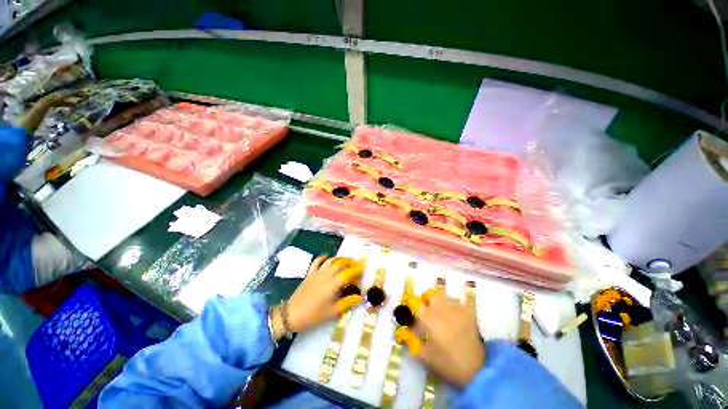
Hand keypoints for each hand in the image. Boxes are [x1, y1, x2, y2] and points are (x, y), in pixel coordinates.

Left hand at [272, 256, 363, 337]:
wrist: (291, 314)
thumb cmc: (314, 315)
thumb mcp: (333, 311)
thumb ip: (347, 302)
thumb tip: (360, 297)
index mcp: (333, 284)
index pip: (348, 273)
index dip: (357, 269)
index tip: (364, 267)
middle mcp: (326, 275)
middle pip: (340, 263)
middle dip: (350, 262)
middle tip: (357, 264)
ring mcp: (317, 272)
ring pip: (331, 260)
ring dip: (340, 258)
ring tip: (346, 261)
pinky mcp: (310, 273)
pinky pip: (318, 261)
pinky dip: (324, 257)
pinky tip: (328, 258)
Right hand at [399, 291, 485, 387]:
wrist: (476, 370)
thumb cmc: (447, 364)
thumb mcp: (425, 356)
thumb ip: (413, 342)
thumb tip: (404, 333)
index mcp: (428, 318)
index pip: (415, 303)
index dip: (412, 308)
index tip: (413, 318)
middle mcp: (441, 308)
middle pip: (430, 295)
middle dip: (427, 301)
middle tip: (427, 313)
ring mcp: (455, 308)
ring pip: (443, 295)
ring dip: (439, 301)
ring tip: (440, 313)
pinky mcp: (467, 312)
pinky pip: (456, 301)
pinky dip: (451, 305)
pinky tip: (452, 316)